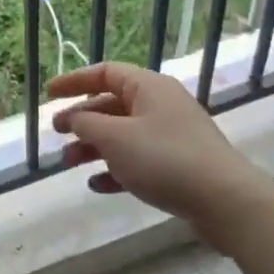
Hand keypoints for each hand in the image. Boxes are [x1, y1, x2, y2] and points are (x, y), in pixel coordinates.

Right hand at [48, 62, 265, 220]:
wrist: (224, 200)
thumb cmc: (164, 158)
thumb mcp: (115, 137)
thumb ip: (87, 123)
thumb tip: (74, 117)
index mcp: (148, 87)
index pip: (104, 73)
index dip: (74, 81)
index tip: (49, 94)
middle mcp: (160, 105)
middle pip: (112, 104)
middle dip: (82, 119)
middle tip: (58, 132)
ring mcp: (171, 135)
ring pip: (122, 134)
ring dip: (93, 147)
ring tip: (69, 164)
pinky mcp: (178, 164)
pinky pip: (138, 160)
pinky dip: (115, 169)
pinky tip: (98, 185)